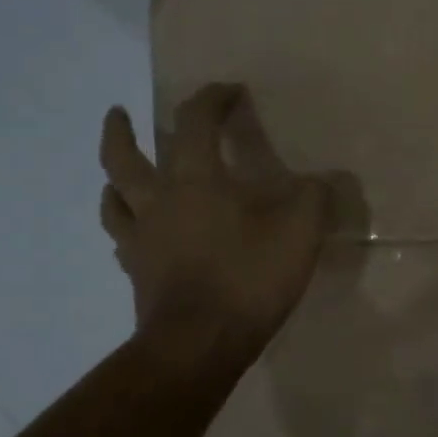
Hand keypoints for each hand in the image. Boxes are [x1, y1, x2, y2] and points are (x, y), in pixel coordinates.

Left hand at [100, 84, 327, 360]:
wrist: (200, 344)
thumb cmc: (248, 279)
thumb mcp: (300, 232)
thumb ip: (315, 197)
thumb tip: (324, 180)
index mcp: (195, 181)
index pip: (195, 123)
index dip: (212, 99)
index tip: (230, 92)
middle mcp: (158, 202)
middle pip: (124, 157)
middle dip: (121, 130)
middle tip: (119, 113)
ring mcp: (141, 241)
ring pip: (113, 200)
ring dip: (113, 180)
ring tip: (117, 177)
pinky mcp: (137, 275)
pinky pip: (123, 243)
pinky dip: (126, 230)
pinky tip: (135, 237)